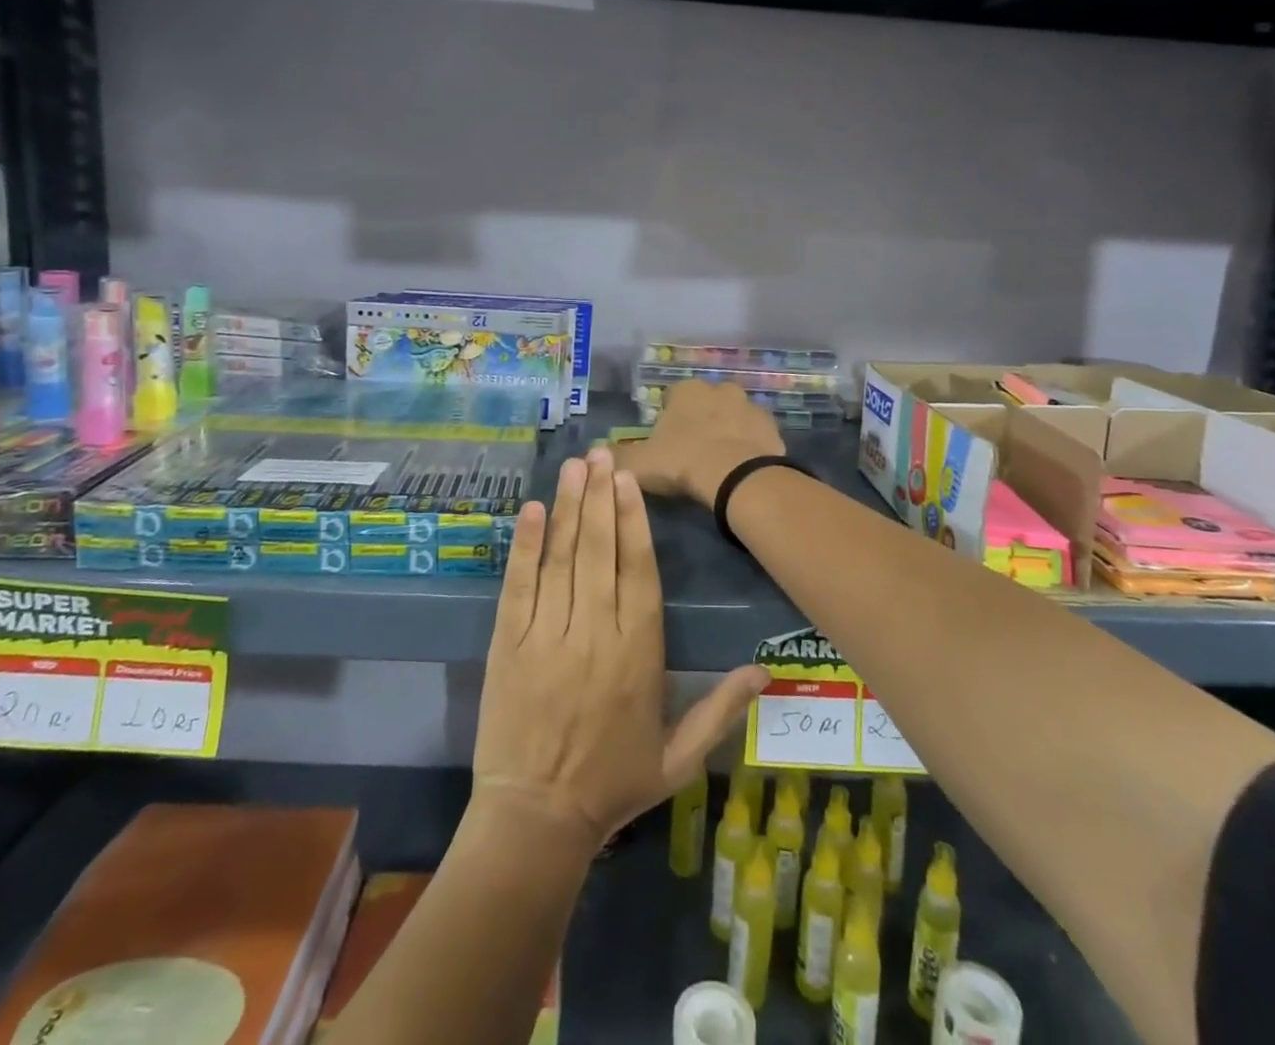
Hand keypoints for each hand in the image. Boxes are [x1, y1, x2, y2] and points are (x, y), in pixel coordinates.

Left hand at [473, 446, 767, 846]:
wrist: (535, 820)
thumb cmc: (612, 784)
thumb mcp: (679, 757)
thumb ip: (722, 709)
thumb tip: (766, 671)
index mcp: (637, 652)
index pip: (638, 570)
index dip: (634, 520)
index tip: (630, 480)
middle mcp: (594, 632)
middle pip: (599, 550)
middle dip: (600, 496)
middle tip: (601, 454)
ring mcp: (547, 635)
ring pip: (561, 558)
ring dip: (567, 507)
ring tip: (573, 466)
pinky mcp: (508, 643)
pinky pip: (518, 585)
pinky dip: (524, 546)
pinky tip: (530, 510)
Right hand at [614, 379, 784, 508]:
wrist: (737, 477)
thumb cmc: (683, 461)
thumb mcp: (638, 464)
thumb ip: (616, 457)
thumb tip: (596, 454)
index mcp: (686, 390)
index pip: (672, 397)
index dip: (668, 420)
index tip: (666, 444)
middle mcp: (719, 389)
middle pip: (705, 404)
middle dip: (700, 422)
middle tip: (692, 453)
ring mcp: (750, 406)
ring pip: (733, 417)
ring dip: (726, 432)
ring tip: (718, 464)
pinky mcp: (772, 427)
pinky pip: (754, 435)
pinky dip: (748, 447)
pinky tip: (740, 469)